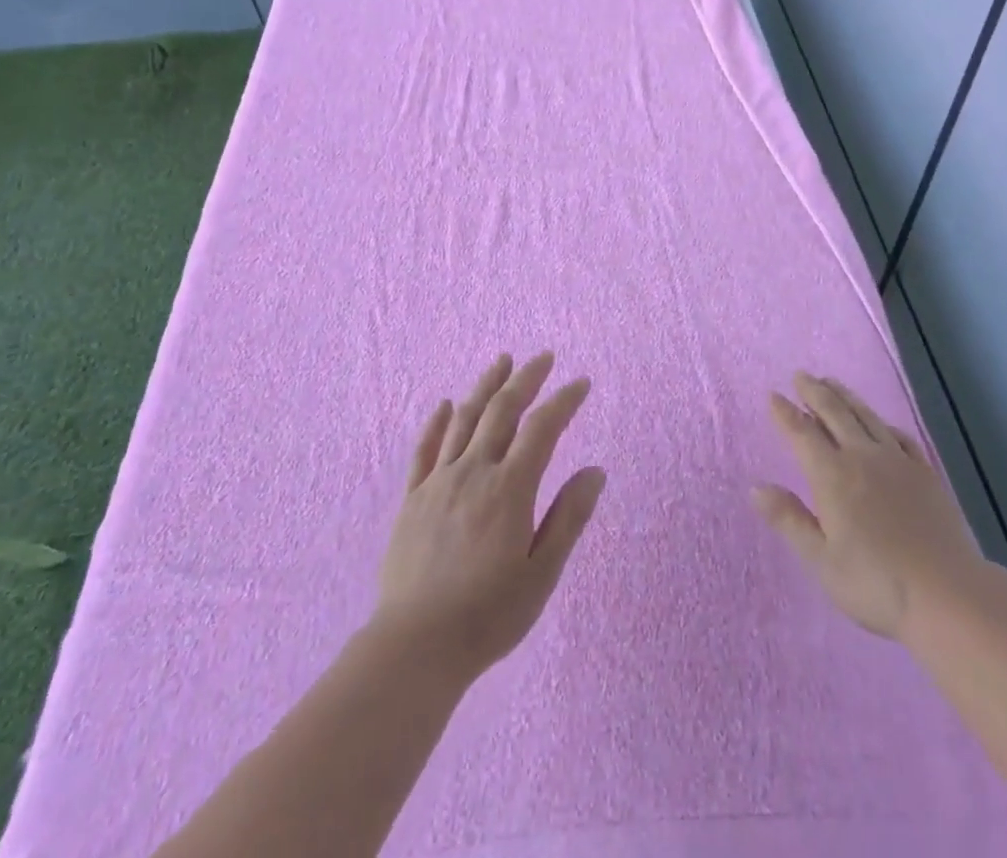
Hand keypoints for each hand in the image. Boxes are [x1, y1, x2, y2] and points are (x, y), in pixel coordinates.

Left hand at [376, 352, 605, 681]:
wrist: (414, 648)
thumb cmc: (487, 616)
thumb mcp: (541, 575)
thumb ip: (568, 518)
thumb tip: (594, 471)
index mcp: (509, 489)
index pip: (542, 428)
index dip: (564, 401)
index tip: (581, 383)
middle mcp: (473, 472)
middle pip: (502, 411)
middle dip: (526, 379)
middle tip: (543, 358)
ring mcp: (438, 482)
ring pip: (464, 419)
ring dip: (486, 386)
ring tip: (502, 361)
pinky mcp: (412, 498)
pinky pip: (425, 449)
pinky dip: (438, 421)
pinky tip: (446, 404)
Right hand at [753, 371, 982, 640]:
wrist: (949, 595)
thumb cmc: (876, 584)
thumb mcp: (821, 560)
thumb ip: (789, 519)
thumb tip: (756, 487)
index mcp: (832, 475)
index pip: (802, 433)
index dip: (785, 413)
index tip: (773, 395)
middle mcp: (862, 456)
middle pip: (834, 412)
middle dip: (814, 391)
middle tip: (801, 376)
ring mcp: (897, 461)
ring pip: (865, 416)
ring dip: (845, 396)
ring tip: (831, 382)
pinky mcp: (925, 472)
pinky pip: (898, 435)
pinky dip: (881, 422)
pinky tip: (879, 423)